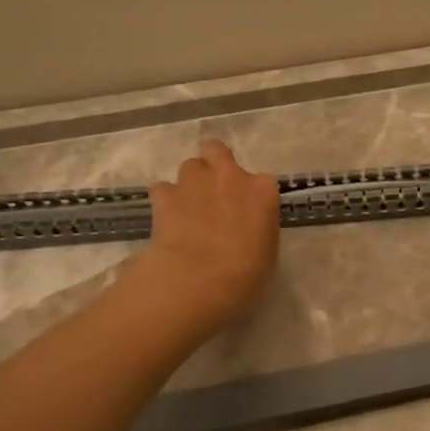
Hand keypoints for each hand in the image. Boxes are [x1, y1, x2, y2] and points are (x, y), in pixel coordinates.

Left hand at [136, 138, 280, 331]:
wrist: (198, 280)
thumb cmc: (244, 275)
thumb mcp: (265, 253)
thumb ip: (256, 230)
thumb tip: (244, 231)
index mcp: (263, 191)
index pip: (261, 182)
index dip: (250, 196)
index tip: (245, 213)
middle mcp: (230, 176)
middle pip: (216, 151)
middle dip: (213, 164)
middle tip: (212, 190)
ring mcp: (195, 181)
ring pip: (190, 166)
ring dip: (190, 183)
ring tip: (187, 209)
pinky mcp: (165, 195)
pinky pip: (163, 189)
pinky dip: (165, 201)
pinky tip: (166, 220)